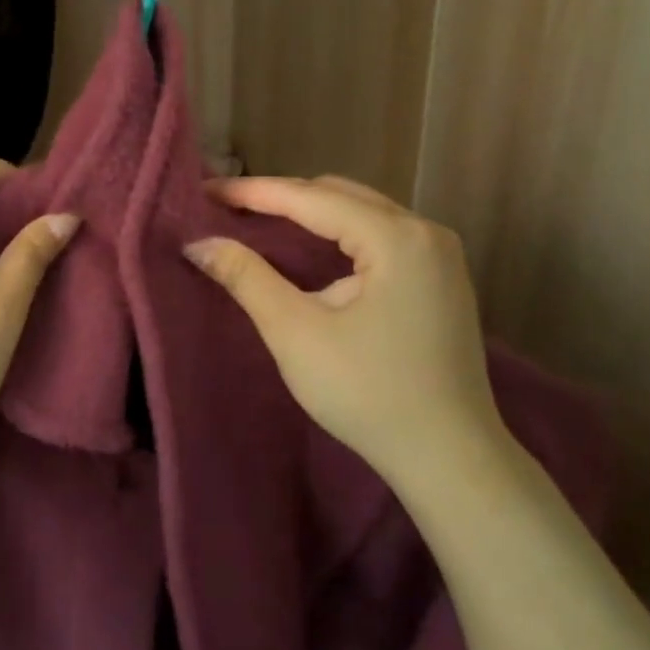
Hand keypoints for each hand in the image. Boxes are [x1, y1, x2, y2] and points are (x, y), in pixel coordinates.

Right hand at [183, 175, 504, 485]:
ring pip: (362, 214)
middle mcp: (426, 232)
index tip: (205, 190)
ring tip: (260, 222)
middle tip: (229, 208)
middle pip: (340, 196)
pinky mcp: (441, 280)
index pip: (311, 198)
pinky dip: (338, 235)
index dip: (253, 192)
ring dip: (311, 215)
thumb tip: (199, 242)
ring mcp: (440, 256)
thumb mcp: (296, 334)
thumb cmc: (368, 394)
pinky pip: (380, 237)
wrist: (449, 458)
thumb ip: (247, 278)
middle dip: (282, 198)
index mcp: (397, 238)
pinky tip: (310, 250)